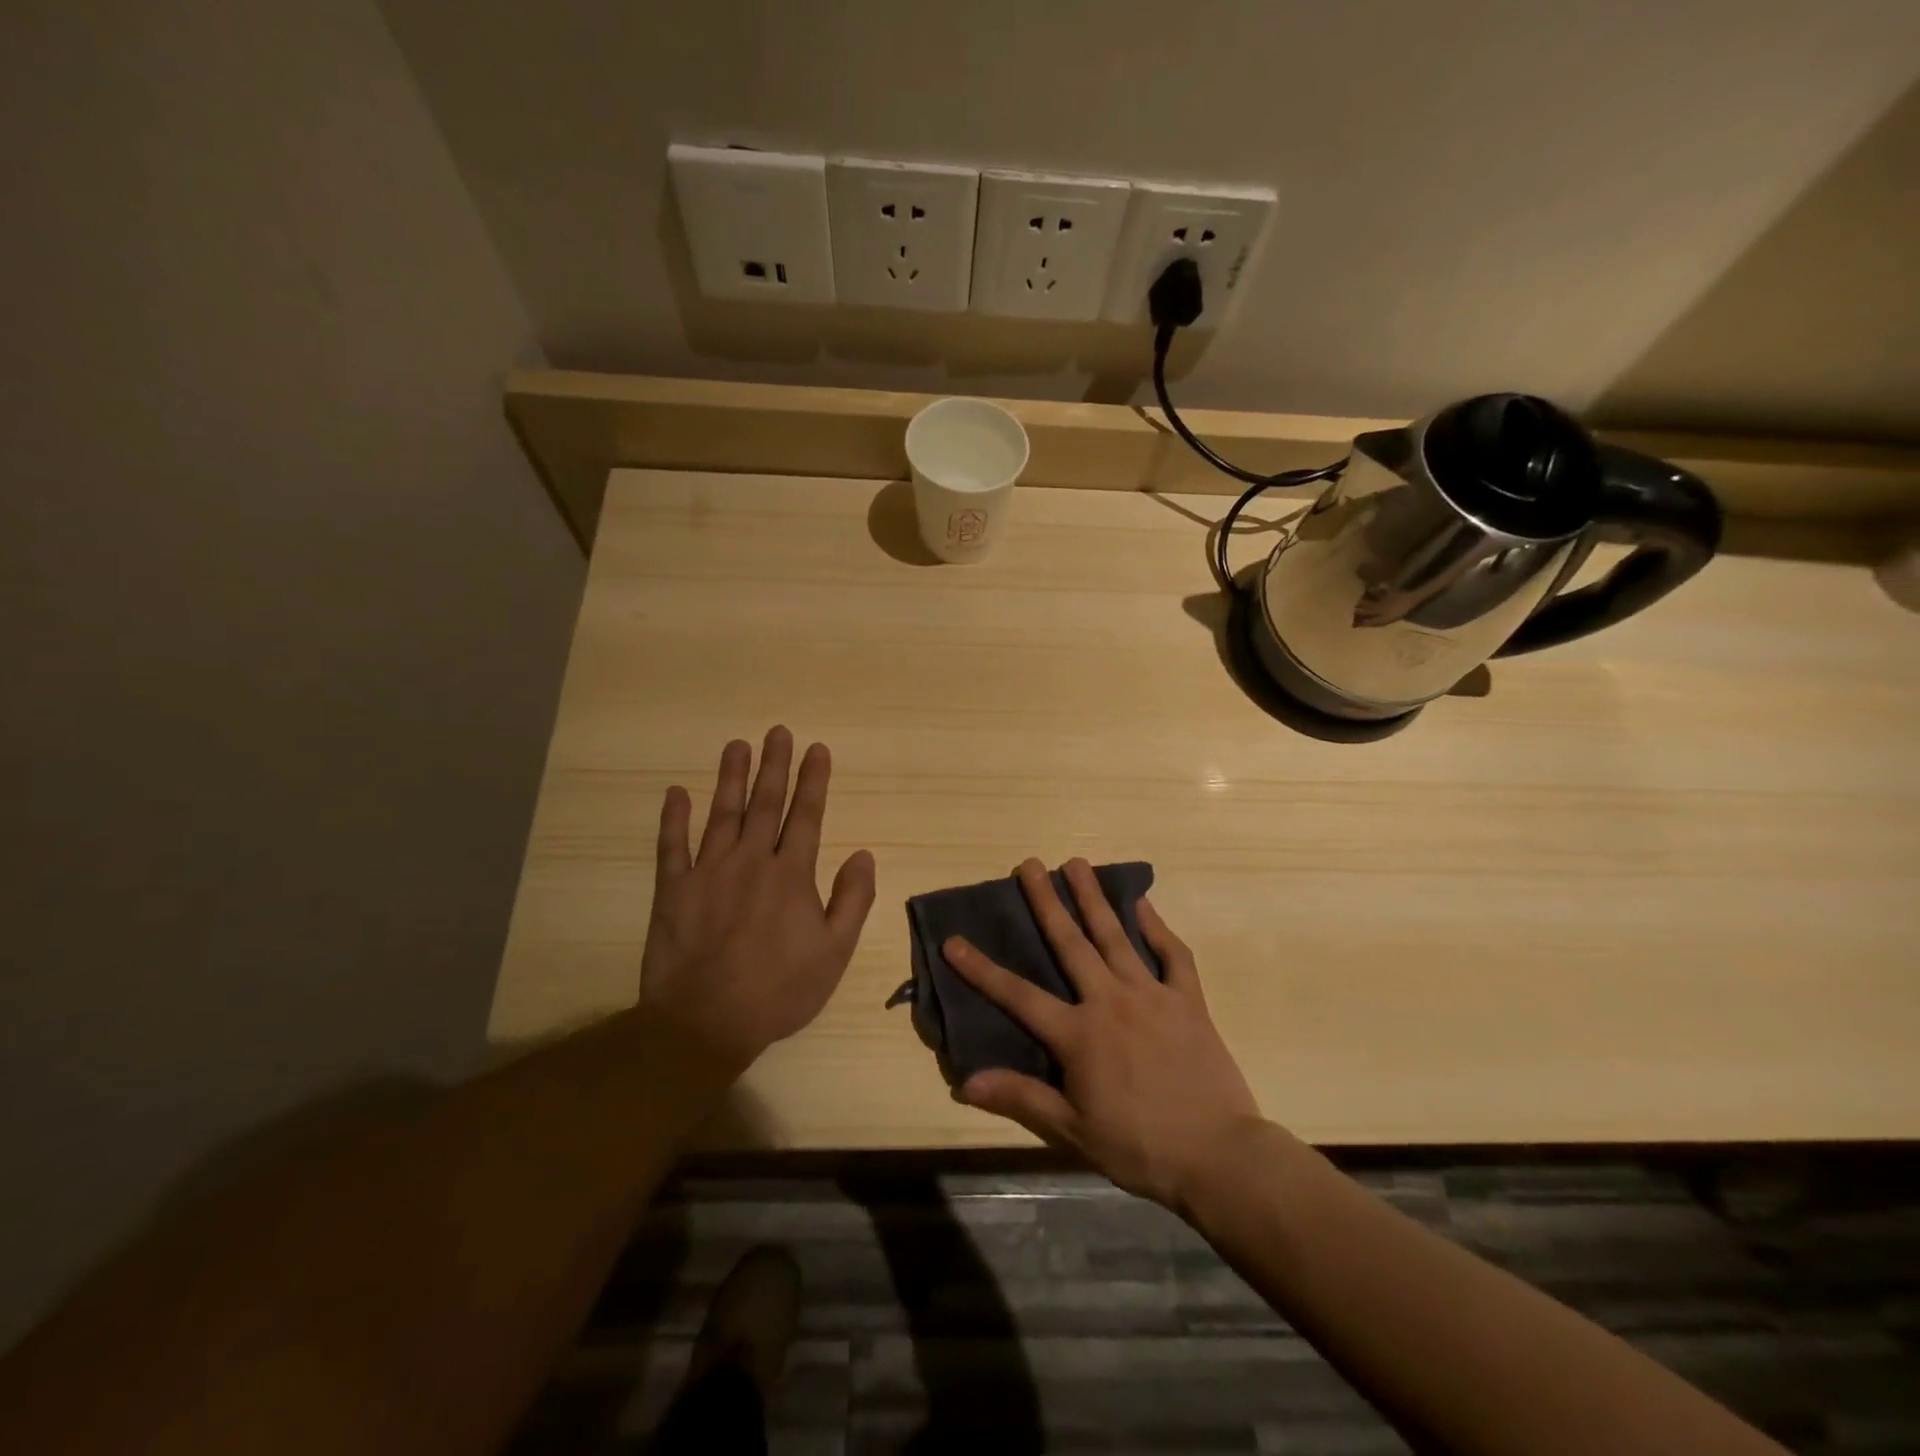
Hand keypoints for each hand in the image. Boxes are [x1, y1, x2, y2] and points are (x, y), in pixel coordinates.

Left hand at [640, 727, 875, 1069]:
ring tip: (737, 744)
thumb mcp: (835, 952)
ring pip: (722, 813)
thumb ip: (852, 899)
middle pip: (765, 803)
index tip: (816, 749)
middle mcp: (751, 861)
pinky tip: (676, 792)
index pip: (806, 815)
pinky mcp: (673, 889)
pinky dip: (673, 818)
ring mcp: (708, 872)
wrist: (706, 1022)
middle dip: (774, 765)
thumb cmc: (779, 990)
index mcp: (791, 874)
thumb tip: (864, 854)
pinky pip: (671, 846)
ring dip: (731, 777)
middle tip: (777, 731)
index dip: (813, 780)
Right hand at [945, 858, 1262, 1210]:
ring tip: (1076, 863)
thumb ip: (1021, 1097)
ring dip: (1093, 897)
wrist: (1219, 1156)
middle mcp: (1110, 1001)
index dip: (981, 969)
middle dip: (1046, 901)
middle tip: (1029, 864)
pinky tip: (1143, 903)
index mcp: (1079, 1034)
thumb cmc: (1140, 1146)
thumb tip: (964, 1082)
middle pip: (1070, 943)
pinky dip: (1157, 926)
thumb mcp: (1073, 1131)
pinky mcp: (1188, 999)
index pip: (1018, 995)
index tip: (954, 940)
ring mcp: (1152, 994)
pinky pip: (1173, 954)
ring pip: (1116, 936)